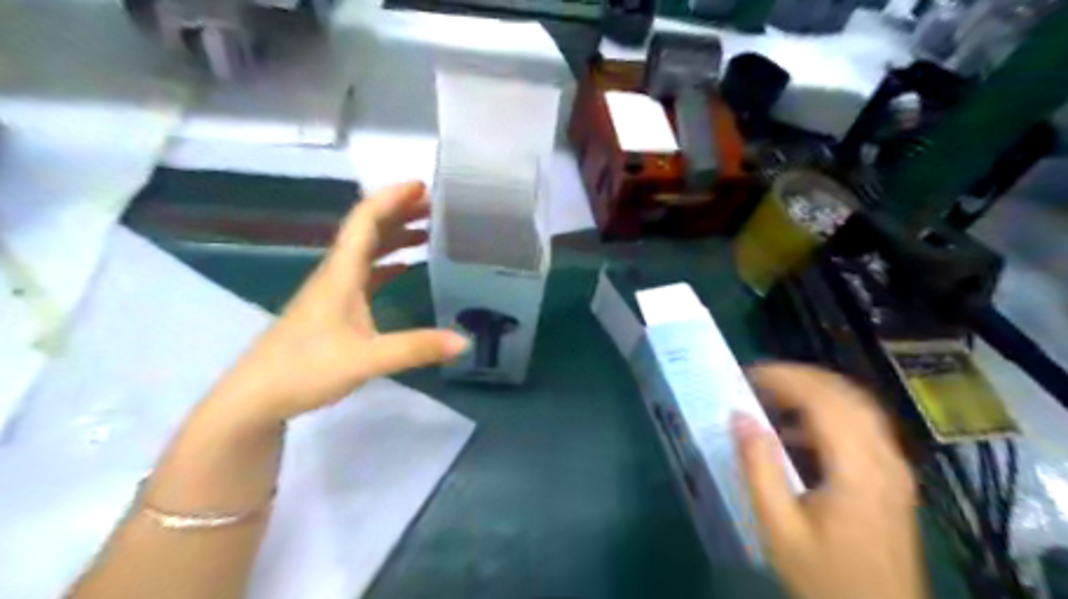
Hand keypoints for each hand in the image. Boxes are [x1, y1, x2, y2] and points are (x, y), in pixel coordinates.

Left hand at [213, 181, 468, 423]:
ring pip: (367, 250)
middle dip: (400, 211)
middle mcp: (336, 273)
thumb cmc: (305, 369)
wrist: (256, 397)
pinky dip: (389, 263)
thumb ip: (415, 348)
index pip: (364, 221)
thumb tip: (464, 341)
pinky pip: (366, 273)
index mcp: (341, 273)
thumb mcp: (366, 359)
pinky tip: (407, 268)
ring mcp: (334, 291)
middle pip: (368, 229)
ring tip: (429, 230)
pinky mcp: (335, 308)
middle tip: (436, 206)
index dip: (391, 198)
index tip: (421, 186)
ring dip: (396, 235)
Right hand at [736, 362, 927, 597]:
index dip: (784, 378)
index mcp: (857, 470)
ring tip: (773, 395)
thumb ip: (758, 467)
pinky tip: (798, 430)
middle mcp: (884, 459)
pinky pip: (861, 425)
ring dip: (814, 391)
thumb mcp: (779, 527)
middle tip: (756, 379)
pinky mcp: (892, 477)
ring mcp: (894, 468)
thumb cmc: (824, 577)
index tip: (747, 375)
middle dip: (798, 377)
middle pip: (844, 393)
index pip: (823, 399)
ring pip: (857, 405)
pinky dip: (828, 412)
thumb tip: (739, 416)